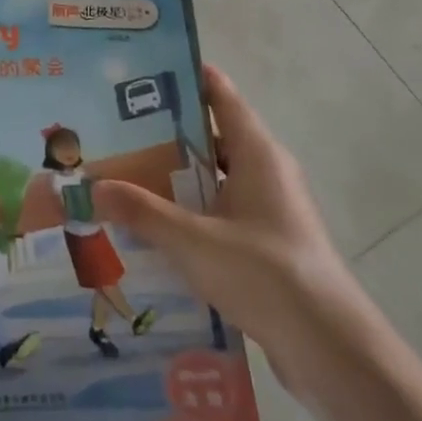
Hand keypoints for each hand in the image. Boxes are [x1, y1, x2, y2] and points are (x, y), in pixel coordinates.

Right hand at [92, 65, 375, 395]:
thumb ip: (143, 212)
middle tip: (114, 130)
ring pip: (214, 179)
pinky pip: (219, 213)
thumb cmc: (264, 273)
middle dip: (165, 134)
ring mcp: (269, 210)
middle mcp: (266, 172)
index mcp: (258, 154)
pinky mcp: (266, 244)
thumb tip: (94, 186)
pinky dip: (189, 213)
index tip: (141, 73)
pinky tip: (152, 229)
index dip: (186, 78)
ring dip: (175, 178)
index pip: (221, 96)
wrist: (327, 347)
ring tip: (123, 177)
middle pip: (212, 137)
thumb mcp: (193, 240)